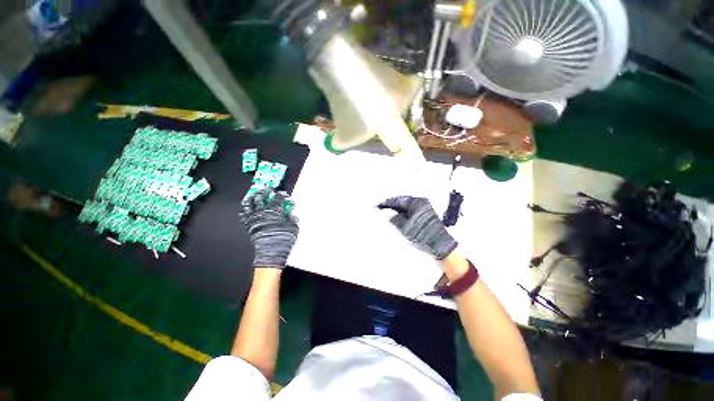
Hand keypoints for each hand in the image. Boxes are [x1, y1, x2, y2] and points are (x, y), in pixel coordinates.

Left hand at [241, 188, 297, 267]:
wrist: (271, 252)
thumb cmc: (282, 240)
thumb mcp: (293, 228)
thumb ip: (292, 219)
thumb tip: (292, 215)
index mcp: (274, 212)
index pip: (277, 198)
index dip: (280, 194)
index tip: (283, 194)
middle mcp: (262, 212)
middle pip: (261, 196)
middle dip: (265, 191)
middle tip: (268, 189)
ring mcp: (254, 218)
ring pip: (249, 203)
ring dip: (252, 197)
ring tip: (255, 194)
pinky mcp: (248, 225)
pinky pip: (243, 214)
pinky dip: (244, 209)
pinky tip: (246, 207)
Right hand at [378, 196, 456, 259]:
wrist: (440, 245)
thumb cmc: (422, 234)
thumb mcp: (404, 227)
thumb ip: (393, 218)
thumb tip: (385, 212)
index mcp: (416, 202)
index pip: (397, 200)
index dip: (387, 203)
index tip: (378, 206)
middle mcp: (421, 202)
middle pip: (402, 201)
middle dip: (392, 206)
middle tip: (382, 209)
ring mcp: (425, 207)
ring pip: (407, 206)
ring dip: (398, 209)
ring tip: (388, 213)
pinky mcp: (426, 213)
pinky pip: (411, 210)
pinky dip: (404, 212)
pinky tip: (399, 216)